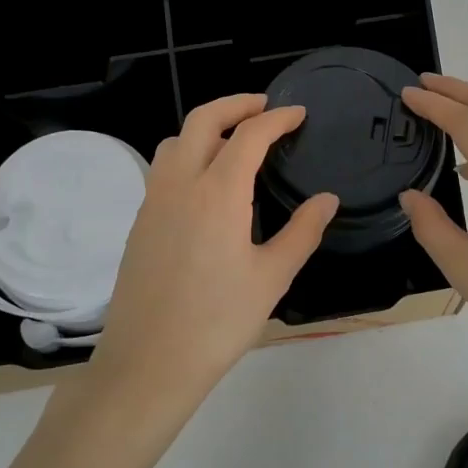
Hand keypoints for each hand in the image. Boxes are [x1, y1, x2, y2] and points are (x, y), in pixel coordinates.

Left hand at [85, 94, 338, 417]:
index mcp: (217, 192)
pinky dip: (188, 154)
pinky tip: (206, 184)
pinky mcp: (140, 221)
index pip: (249, 135)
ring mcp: (153, 200)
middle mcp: (180, 183)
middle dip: (236, 104)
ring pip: (177, 140)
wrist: (148, 363)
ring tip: (235, 142)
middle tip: (265, 108)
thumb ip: (302, 232)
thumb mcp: (272, 278)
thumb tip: (327, 199)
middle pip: (203, 120)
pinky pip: (164, 168)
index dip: (277, 118)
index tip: (298, 113)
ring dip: (207, 128)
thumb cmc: (218, 322)